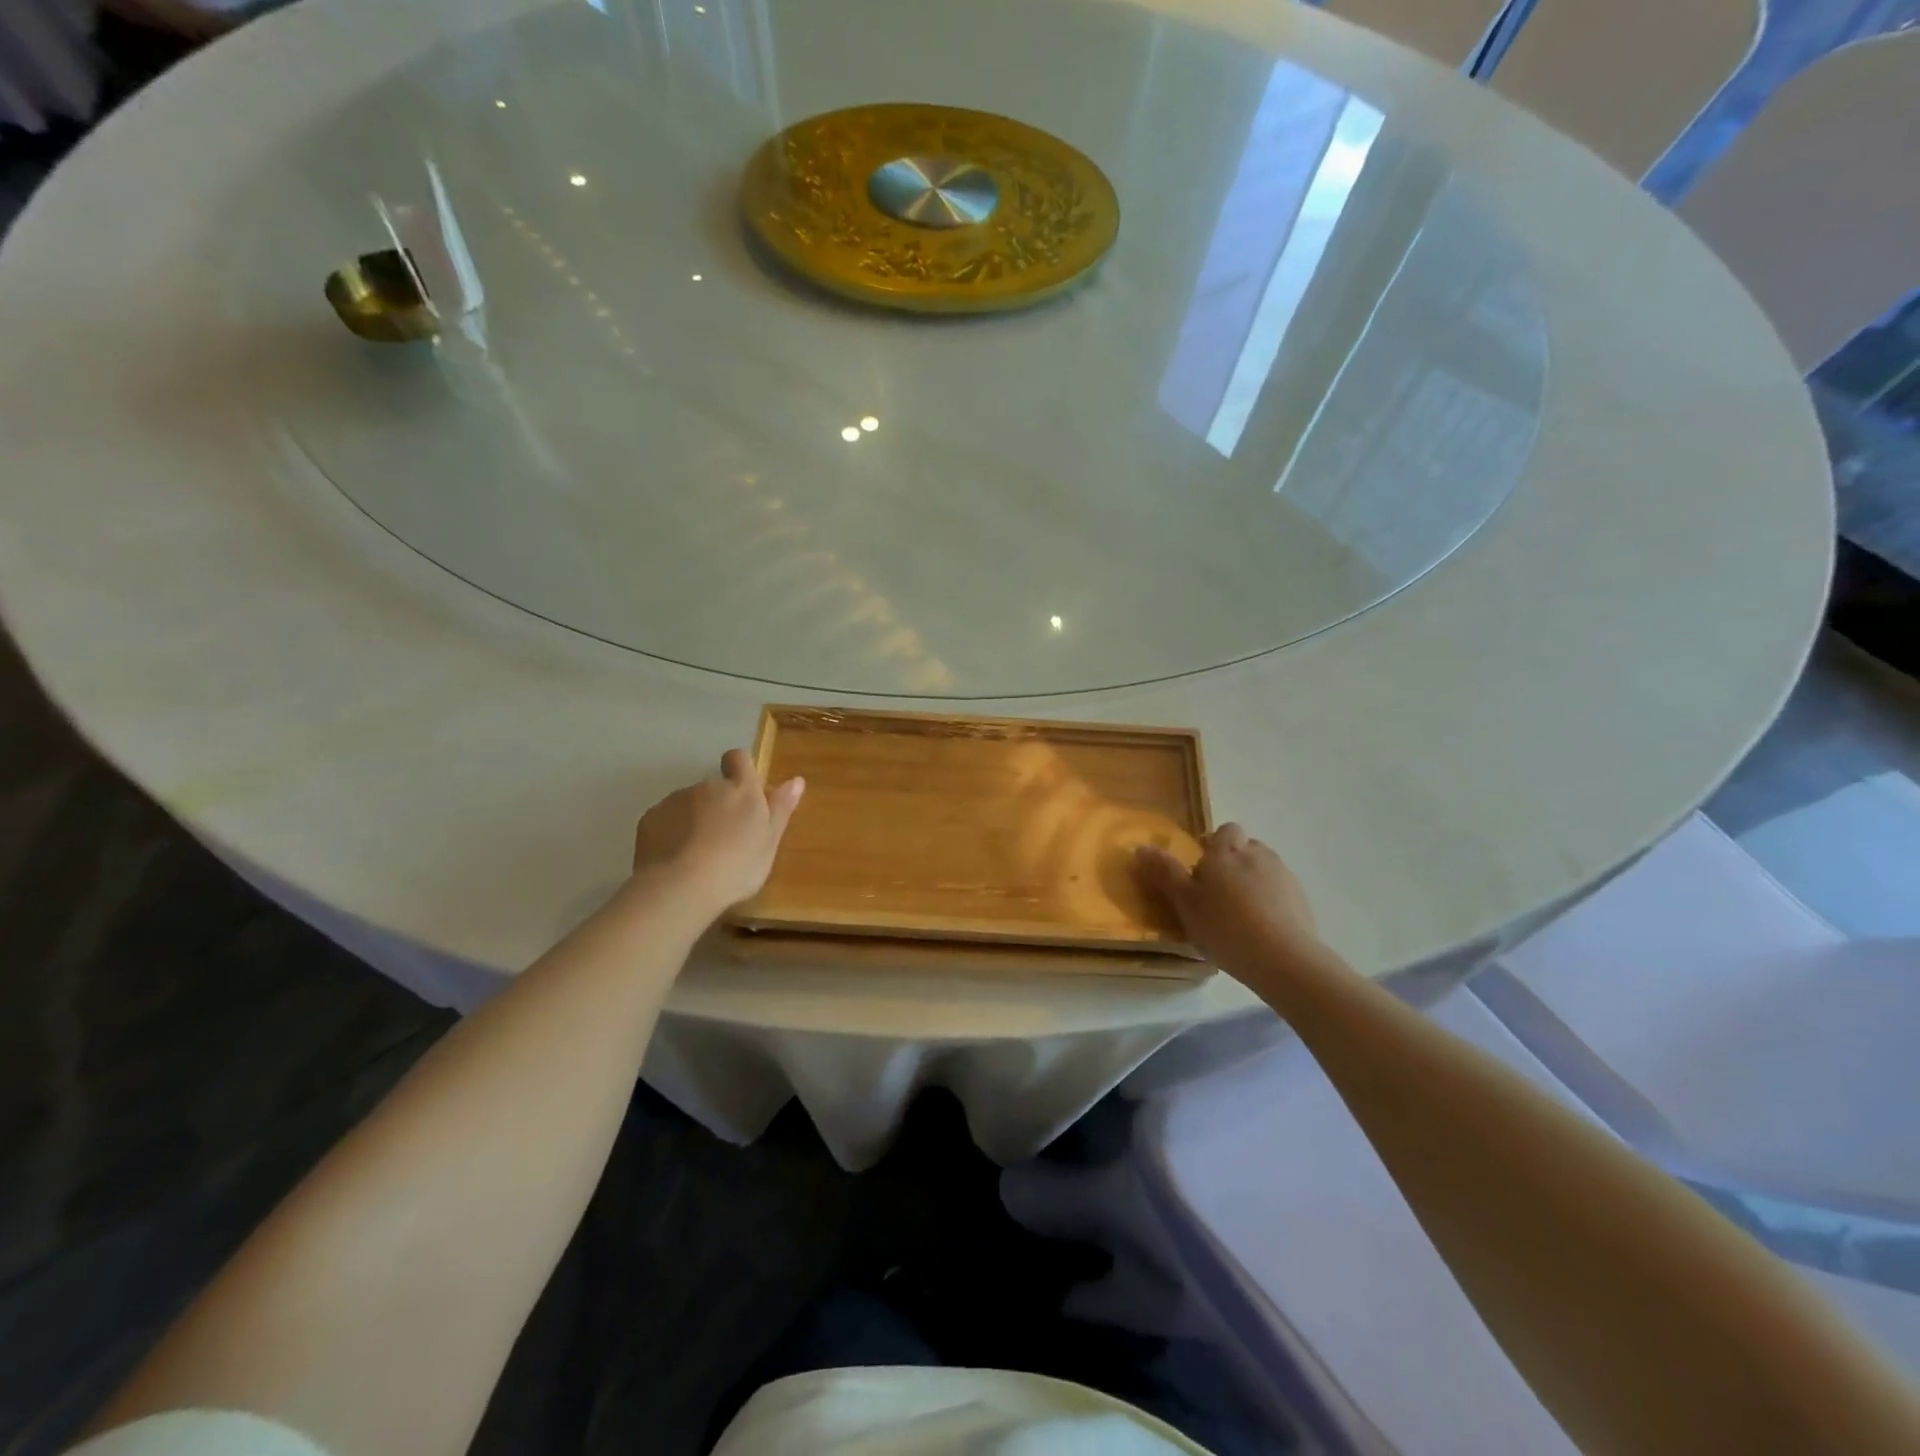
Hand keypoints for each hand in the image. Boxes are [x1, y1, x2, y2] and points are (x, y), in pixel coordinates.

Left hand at [631, 749, 804, 915]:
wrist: (681, 887)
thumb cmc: (737, 867)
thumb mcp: (770, 842)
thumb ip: (781, 808)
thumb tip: (796, 780)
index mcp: (742, 790)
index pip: (739, 758)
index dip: (740, 769)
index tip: (744, 793)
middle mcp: (708, 786)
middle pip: (714, 787)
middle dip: (718, 805)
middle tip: (725, 840)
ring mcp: (675, 800)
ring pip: (689, 803)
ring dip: (694, 819)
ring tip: (698, 855)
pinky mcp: (650, 818)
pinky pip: (665, 819)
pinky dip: (671, 832)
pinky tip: (675, 859)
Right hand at [1136, 824, 1320, 975]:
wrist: (1283, 958)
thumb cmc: (1224, 926)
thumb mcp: (1184, 902)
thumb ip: (1164, 873)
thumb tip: (1141, 847)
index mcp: (1227, 850)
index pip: (1224, 831)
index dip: (1213, 845)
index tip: (1200, 870)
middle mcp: (1258, 854)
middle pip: (1244, 848)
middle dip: (1232, 863)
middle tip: (1215, 894)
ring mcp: (1284, 876)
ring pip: (1263, 870)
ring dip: (1251, 882)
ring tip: (1238, 914)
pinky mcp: (1302, 900)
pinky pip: (1279, 892)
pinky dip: (1269, 902)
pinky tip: (1260, 929)